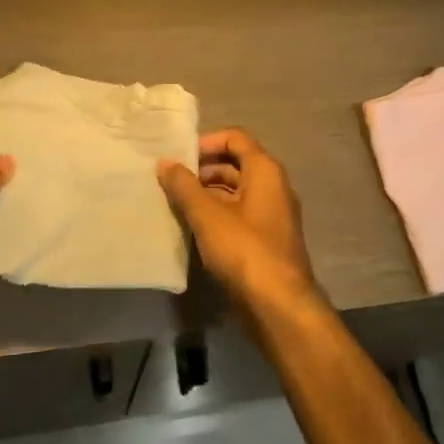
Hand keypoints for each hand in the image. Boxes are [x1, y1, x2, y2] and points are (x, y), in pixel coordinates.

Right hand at [157, 128, 320, 313]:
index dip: (206, 142)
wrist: (278, 305)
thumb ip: (184, 186)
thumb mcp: (208, 216)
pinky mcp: (265, 240)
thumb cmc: (244, 250)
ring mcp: (271, 215)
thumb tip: (165, 162)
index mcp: (265, 171)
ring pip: (235, 192)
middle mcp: (273, 187)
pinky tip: (191, 228)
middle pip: (235, 164)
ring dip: (207, 194)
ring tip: (174, 203)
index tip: (178, 156)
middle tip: (170, 181)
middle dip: (202, 170)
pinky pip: (238, 216)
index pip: (236, 138)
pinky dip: (216, 215)